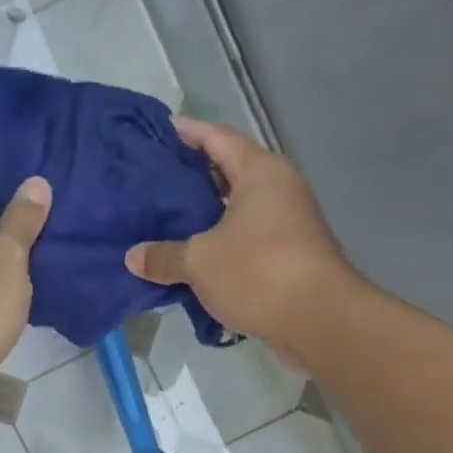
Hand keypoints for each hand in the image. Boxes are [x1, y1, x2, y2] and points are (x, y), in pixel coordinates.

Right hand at [125, 118, 357, 353]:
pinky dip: (222, 243)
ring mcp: (289, 222)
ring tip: (168, 222)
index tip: (161, 132)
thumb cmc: (258, 272)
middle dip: (194, 177)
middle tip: (156, 182)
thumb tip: (133, 257)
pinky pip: (247, 239)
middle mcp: (279, 188)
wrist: (319, 320)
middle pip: (230, 172)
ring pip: (239, 210)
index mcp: (260, 172)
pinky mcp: (290, 255)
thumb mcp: (200, 262)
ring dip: (207, 215)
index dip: (188, 133)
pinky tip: (194, 258)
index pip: (218, 138)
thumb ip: (164, 256)